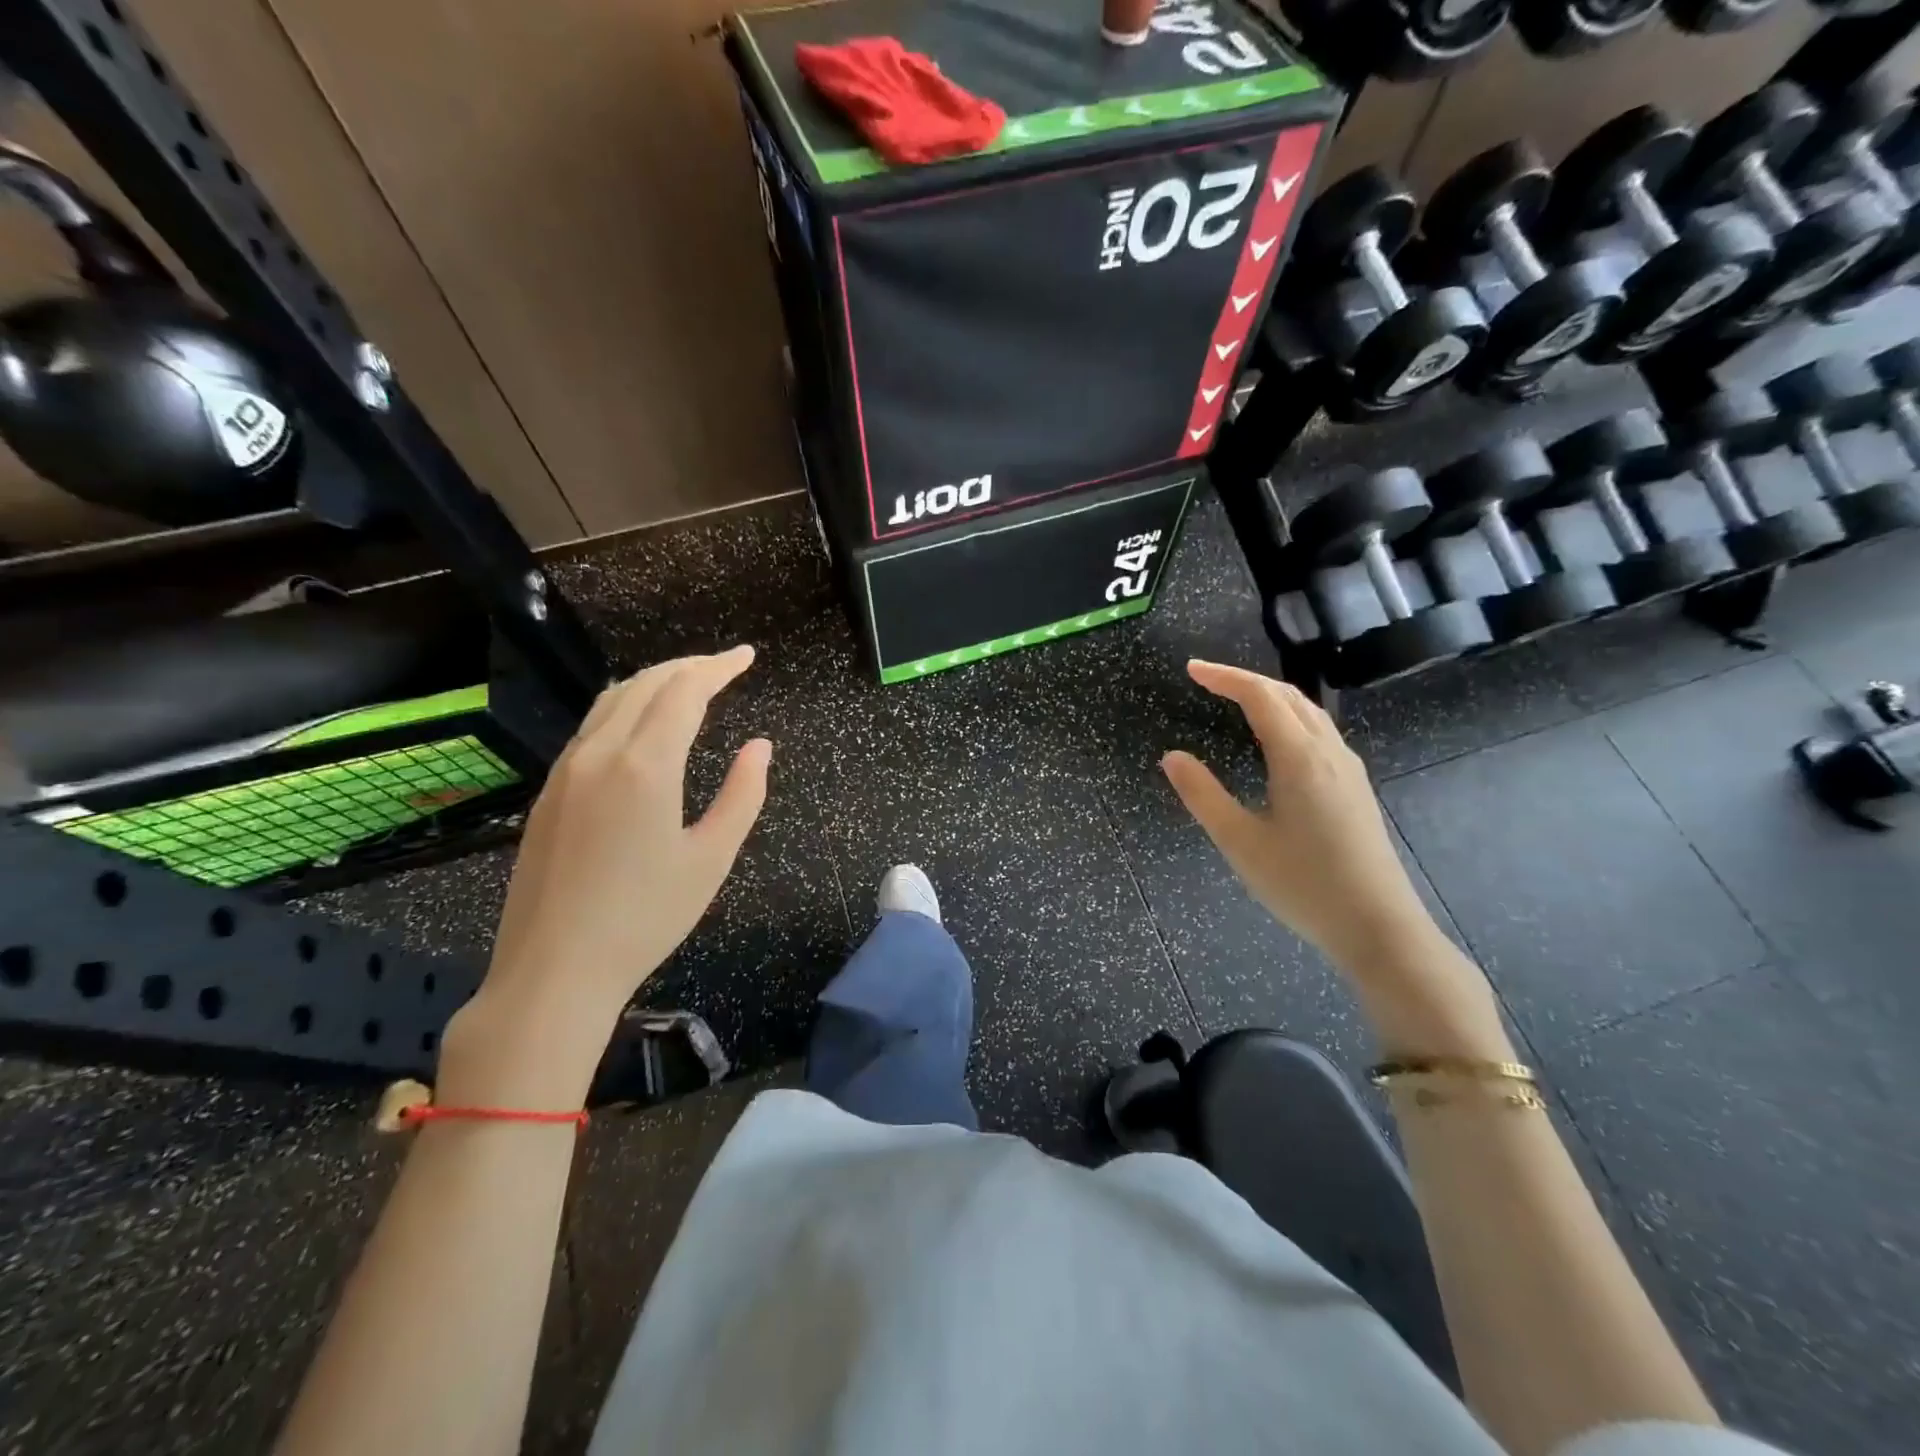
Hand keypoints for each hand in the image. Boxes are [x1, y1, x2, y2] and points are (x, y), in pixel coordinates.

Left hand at [442, 647, 769, 1101]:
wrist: (554, 969)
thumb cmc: (646, 918)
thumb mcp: (712, 858)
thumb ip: (742, 795)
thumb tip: (759, 746)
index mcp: (645, 766)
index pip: (684, 690)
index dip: (719, 667)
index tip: (747, 656)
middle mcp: (600, 753)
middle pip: (645, 684)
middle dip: (688, 666)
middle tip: (725, 667)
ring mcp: (566, 770)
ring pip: (612, 700)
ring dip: (655, 682)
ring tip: (689, 686)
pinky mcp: (549, 792)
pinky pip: (592, 727)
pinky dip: (626, 707)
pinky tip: (642, 726)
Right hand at [1162, 659, 1440, 974]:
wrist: (1378, 927)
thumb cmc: (1303, 885)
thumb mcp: (1240, 842)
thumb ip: (1203, 795)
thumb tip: (1172, 757)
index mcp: (1300, 758)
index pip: (1260, 696)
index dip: (1225, 676)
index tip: (1191, 669)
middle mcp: (1329, 752)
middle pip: (1288, 696)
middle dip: (1246, 680)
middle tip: (1207, 679)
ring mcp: (1348, 769)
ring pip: (1309, 712)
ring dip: (1271, 696)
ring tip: (1237, 699)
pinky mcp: (1356, 788)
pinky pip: (1320, 732)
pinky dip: (1290, 716)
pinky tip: (1277, 739)